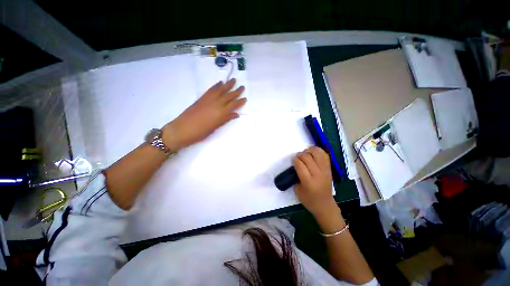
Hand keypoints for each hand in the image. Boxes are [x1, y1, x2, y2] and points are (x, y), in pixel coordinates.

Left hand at [162, 79, 245, 150]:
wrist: (183, 129)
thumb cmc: (201, 132)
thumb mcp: (215, 127)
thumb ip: (226, 119)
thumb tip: (236, 114)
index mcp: (222, 113)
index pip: (234, 105)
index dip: (240, 101)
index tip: (245, 98)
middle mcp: (217, 104)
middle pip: (229, 96)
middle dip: (236, 91)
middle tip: (242, 87)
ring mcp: (209, 100)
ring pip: (221, 90)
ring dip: (228, 85)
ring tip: (233, 80)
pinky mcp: (202, 98)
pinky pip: (211, 90)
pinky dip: (216, 86)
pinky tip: (220, 83)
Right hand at [293, 147, 338, 218]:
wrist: (325, 204)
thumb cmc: (309, 200)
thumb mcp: (297, 190)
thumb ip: (295, 176)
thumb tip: (295, 164)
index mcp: (308, 182)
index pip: (300, 165)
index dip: (295, 160)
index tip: (293, 159)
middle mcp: (318, 175)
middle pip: (308, 158)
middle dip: (300, 155)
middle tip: (298, 157)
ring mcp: (325, 171)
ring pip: (317, 154)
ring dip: (310, 151)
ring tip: (306, 153)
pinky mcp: (329, 169)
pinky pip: (325, 155)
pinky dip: (318, 151)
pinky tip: (313, 152)